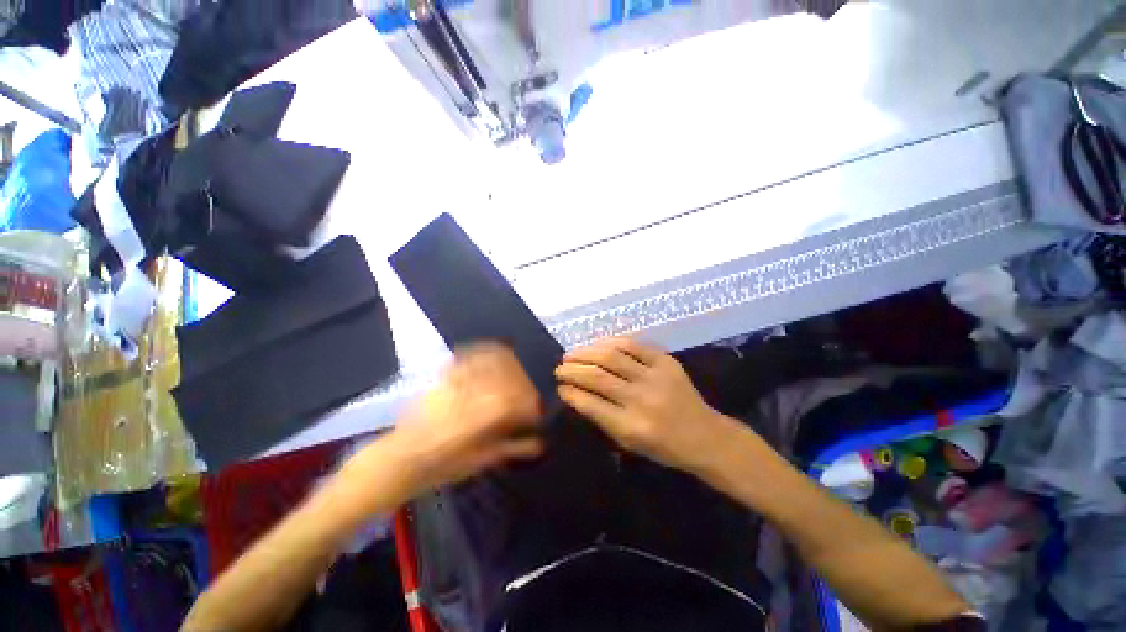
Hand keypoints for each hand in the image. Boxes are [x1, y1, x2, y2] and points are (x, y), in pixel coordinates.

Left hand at [391, 344, 543, 493]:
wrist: (399, 459)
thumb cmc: (439, 468)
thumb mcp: (478, 462)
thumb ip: (511, 449)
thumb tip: (540, 443)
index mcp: (474, 422)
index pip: (512, 401)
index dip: (530, 404)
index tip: (537, 413)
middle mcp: (464, 396)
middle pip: (505, 378)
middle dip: (523, 385)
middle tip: (528, 397)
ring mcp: (452, 383)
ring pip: (490, 362)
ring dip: (510, 366)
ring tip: (517, 375)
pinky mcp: (443, 376)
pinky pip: (468, 355)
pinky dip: (487, 351)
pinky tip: (497, 354)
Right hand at [556, 337, 737, 473]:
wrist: (704, 435)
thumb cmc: (663, 446)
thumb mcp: (628, 443)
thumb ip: (600, 418)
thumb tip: (574, 393)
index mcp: (631, 427)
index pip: (590, 404)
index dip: (570, 392)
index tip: (559, 386)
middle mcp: (641, 400)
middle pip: (597, 376)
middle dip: (572, 370)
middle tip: (559, 367)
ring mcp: (655, 377)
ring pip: (611, 356)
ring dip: (586, 353)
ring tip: (571, 354)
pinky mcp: (665, 361)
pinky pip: (632, 345)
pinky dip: (609, 342)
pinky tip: (597, 345)